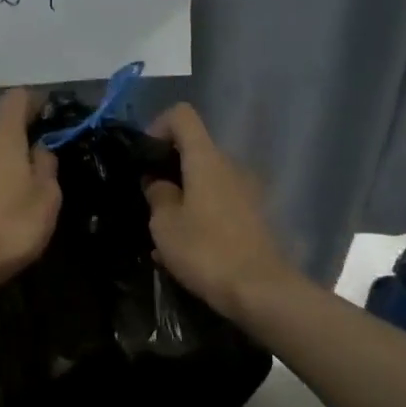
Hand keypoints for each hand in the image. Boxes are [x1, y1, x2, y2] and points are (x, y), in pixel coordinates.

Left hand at [0, 88, 60, 300]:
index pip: (17, 98)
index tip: (48, 114)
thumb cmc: (6, 228)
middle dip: (12, 133)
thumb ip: (46, 167)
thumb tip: (38, 149)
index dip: (35, 102)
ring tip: (7, 182)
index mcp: (0, 132)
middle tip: (30, 155)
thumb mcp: (45, 200)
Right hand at [144, 103, 294, 319]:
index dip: (158, 126)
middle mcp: (231, 166)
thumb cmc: (206, 250)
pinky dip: (201, 215)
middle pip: (195, 150)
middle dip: (168, 169)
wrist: (261, 291)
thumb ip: (157, 194)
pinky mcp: (256, 216)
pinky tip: (187, 249)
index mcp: (206, 159)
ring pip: (206, 181)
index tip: (144, 157)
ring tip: (165, 232)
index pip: (182, 115)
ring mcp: (248, 191)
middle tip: (149, 201)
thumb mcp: (165, 224)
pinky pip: (220, 204)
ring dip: (184, 196)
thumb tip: (158, 182)